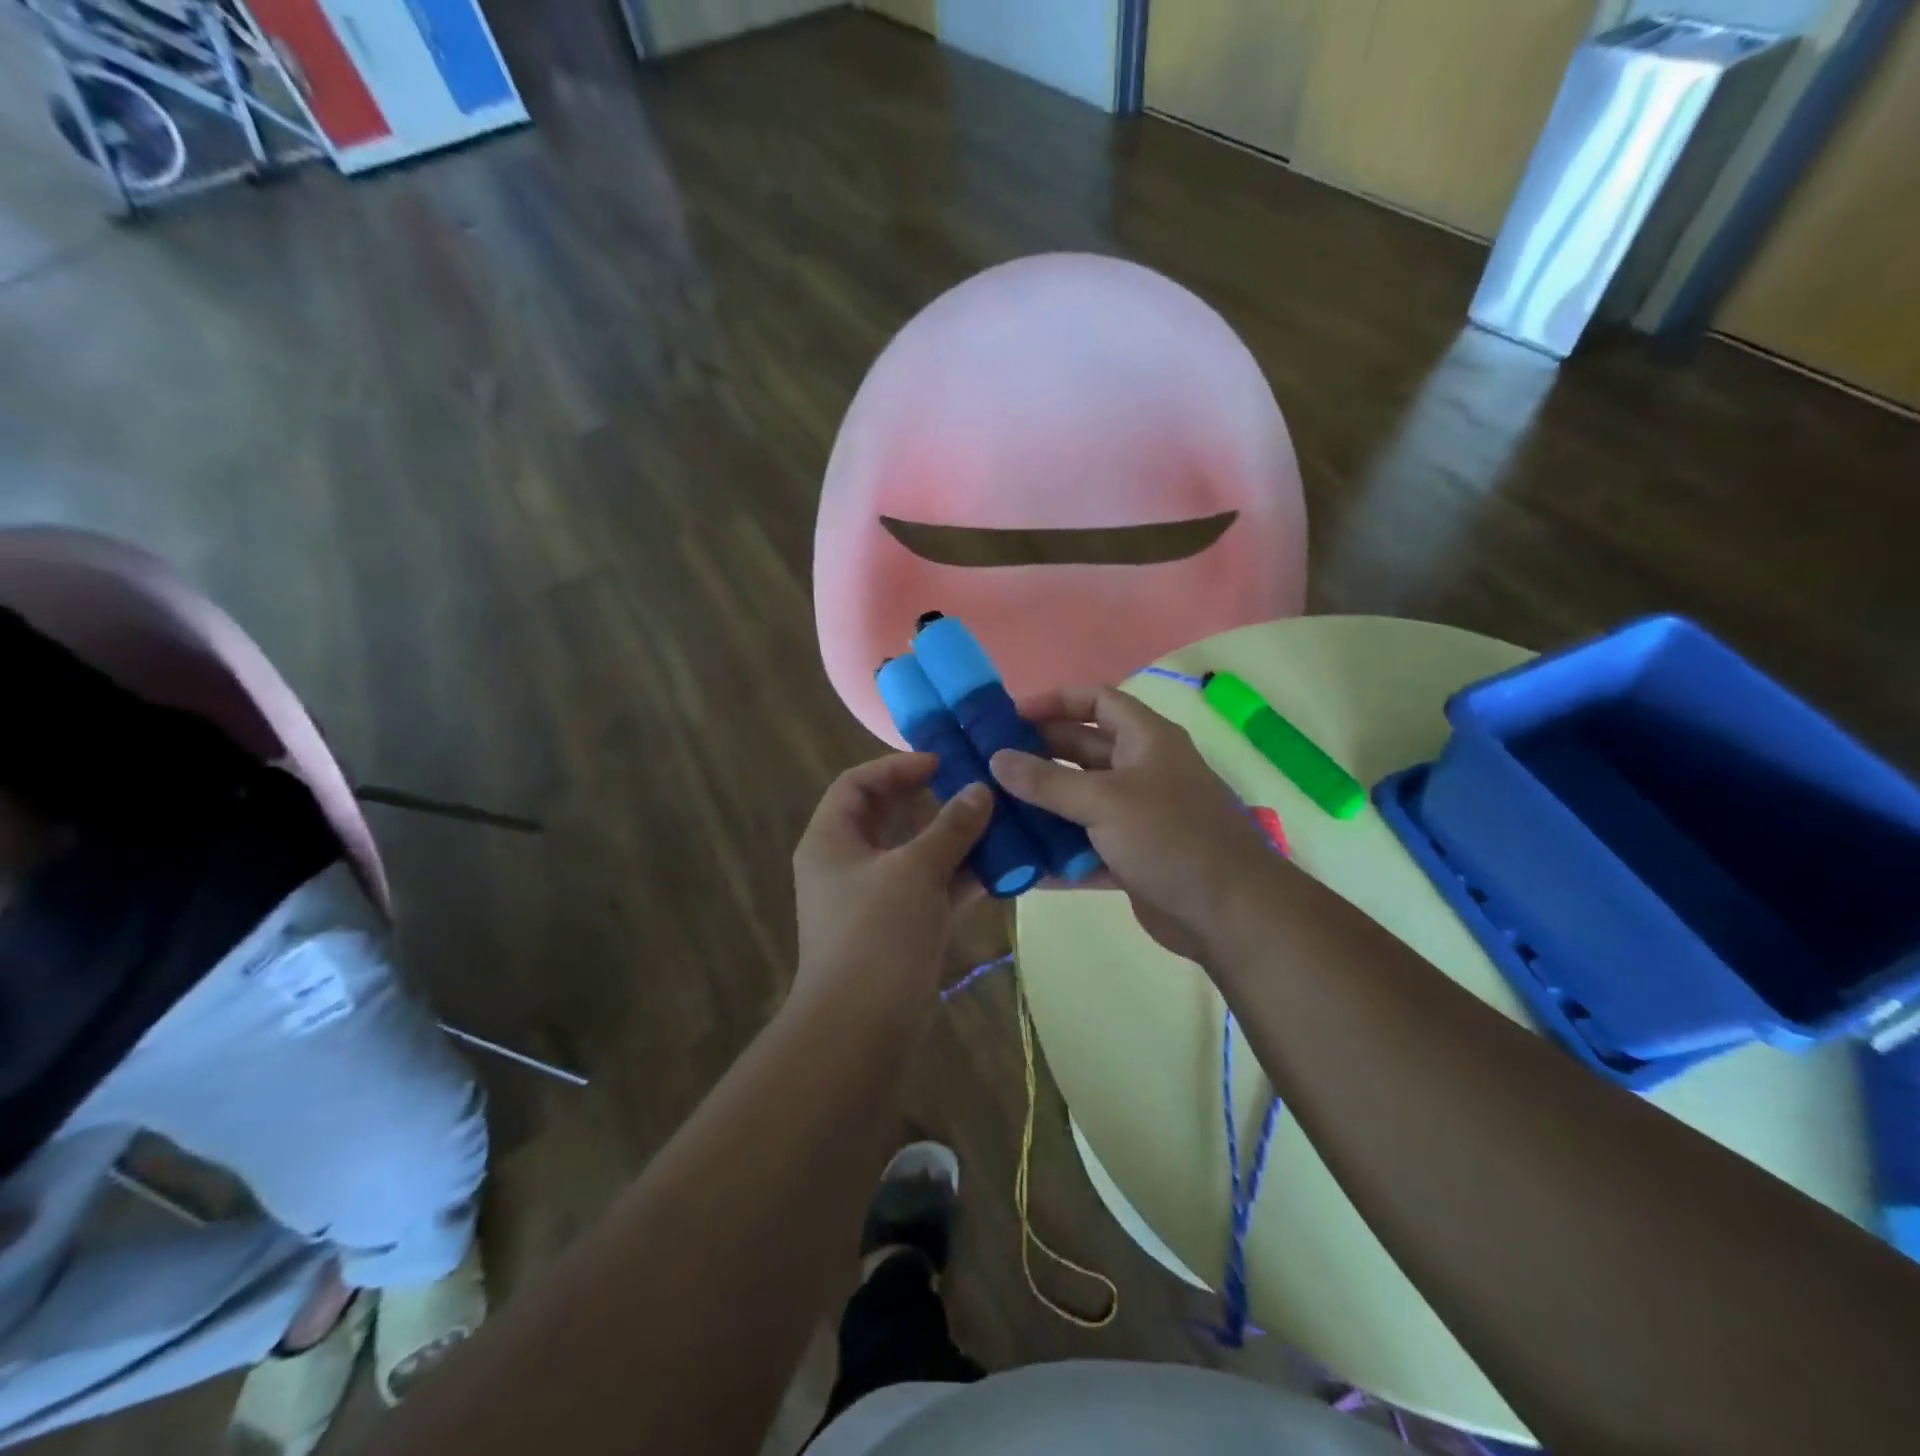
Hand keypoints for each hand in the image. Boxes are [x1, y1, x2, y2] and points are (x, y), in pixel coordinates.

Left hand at [791, 754, 990, 1015]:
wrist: (861, 1026)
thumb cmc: (876, 933)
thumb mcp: (915, 870)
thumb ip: (950, 827)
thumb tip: (980, 790)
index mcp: (831, 841)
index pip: (856, 784)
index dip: (896, 767)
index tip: (941, 763)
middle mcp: (847, 864)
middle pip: (887, 817)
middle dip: (930, 800)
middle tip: (972, 786)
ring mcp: (874, 898)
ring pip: (915, 854)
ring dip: (953, 839)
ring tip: (997, 821)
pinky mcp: (899, 928)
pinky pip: (930, 889)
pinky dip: (960, 877)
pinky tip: (1001, 867)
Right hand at [990, 686, 1277, 963]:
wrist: (1229, 913)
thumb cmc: (1170, 837)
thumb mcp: (1103, 801)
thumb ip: (1047, 781)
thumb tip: (996, 759)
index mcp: (1146, 740)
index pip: (1096, 701)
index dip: (1054, 702)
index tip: (1009, 717)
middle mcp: (1142, 770)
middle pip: (1081, 750)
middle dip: (1038, 755)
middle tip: (989, 765)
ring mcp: (1138, 816)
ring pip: (1080, 800)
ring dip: (1042, 805)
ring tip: (994, 810)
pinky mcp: (1132, 856)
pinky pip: (1085, 845)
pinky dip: (1058, 851)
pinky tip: (1020, 860)